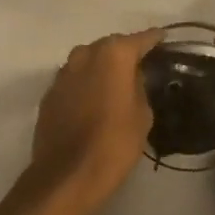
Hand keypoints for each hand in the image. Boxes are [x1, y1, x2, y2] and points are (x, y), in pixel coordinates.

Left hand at [26, 30, 162, 208]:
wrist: (67, 175)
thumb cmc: (114, 143)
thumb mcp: (143, 115)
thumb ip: (140, 87)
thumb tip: (133, 77)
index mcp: (113, 55)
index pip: (140, 39)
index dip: (154, 39)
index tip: (164, 39)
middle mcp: (85, 55)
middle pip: (110, 46)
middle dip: (125, 52)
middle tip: (141, 65)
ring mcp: (63, 73)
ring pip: (88, 60)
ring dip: (102, 67)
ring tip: (116, 81)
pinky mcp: (49, 93)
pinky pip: (74, 79)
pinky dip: (85, 83)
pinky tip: (94, 99)